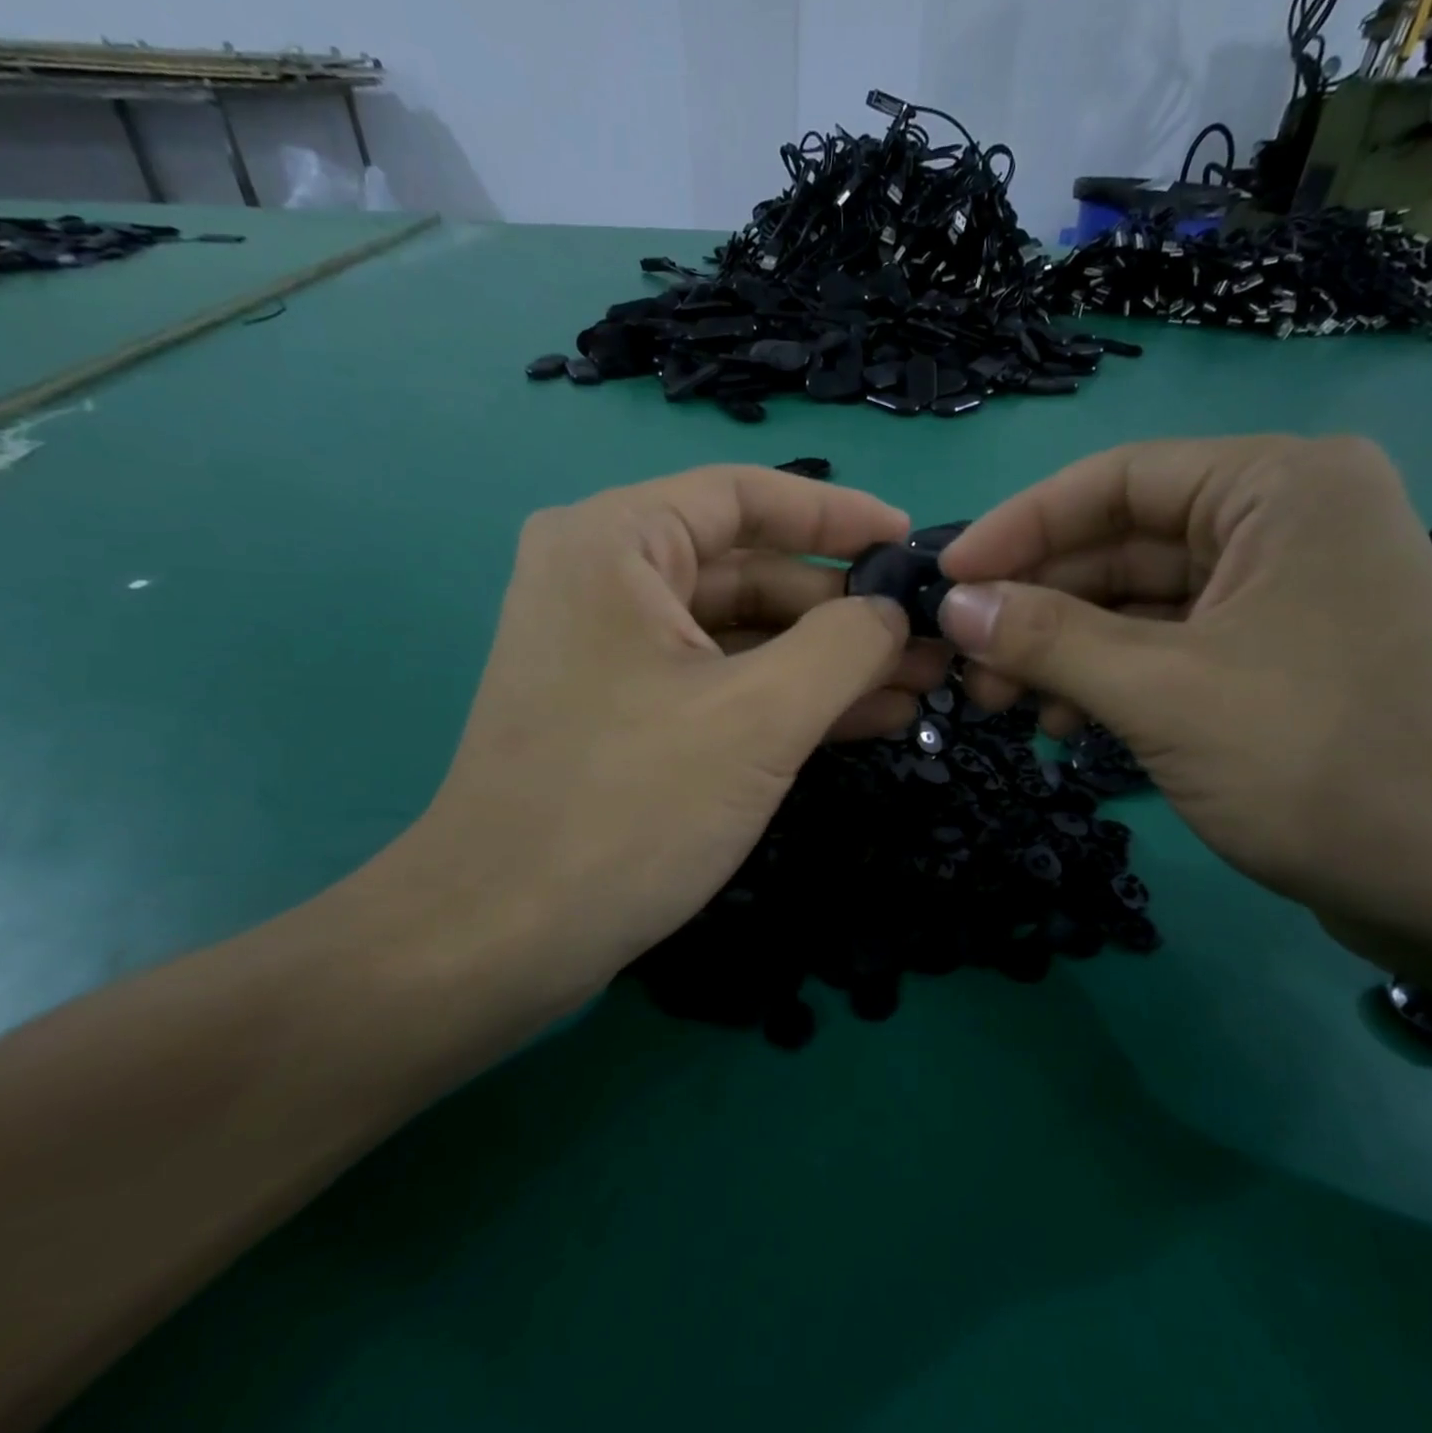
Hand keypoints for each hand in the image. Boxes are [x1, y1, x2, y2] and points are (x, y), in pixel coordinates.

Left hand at [370, 465, 946, 1017]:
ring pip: (742, 635)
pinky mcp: (626, 714)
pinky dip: (789, 699)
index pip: (745, 496)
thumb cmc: (630, 806)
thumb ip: (843, 646)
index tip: (909, 541)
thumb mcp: (759, 717)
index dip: (837, 514)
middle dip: (844, 609)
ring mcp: (613, 653)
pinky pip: (721, 684)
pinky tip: (868, 718)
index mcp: (617, 545)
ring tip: (918, 684)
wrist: (503, 936)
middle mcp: (606, 581)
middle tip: (929, 639)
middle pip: (750, 571)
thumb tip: (891, 611)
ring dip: (828, 661)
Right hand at [934, 437, 1431, 937]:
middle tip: (965, 660)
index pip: (1115, 480)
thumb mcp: (1160, 692)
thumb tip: (952, 606)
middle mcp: (1283, 523)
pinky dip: (1105, 680)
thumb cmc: (1318, 763)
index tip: (948, 579)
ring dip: (1061, 650)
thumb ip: (1046, 638)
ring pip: (1135, 604)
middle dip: (1035, 605)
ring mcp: (1278, 595)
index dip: (1019, 527)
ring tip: (1000, 702)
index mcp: (1278, 488)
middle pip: (1119, 545)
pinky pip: (1163, 648)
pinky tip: (1062, 724)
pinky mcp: (1271, 658)